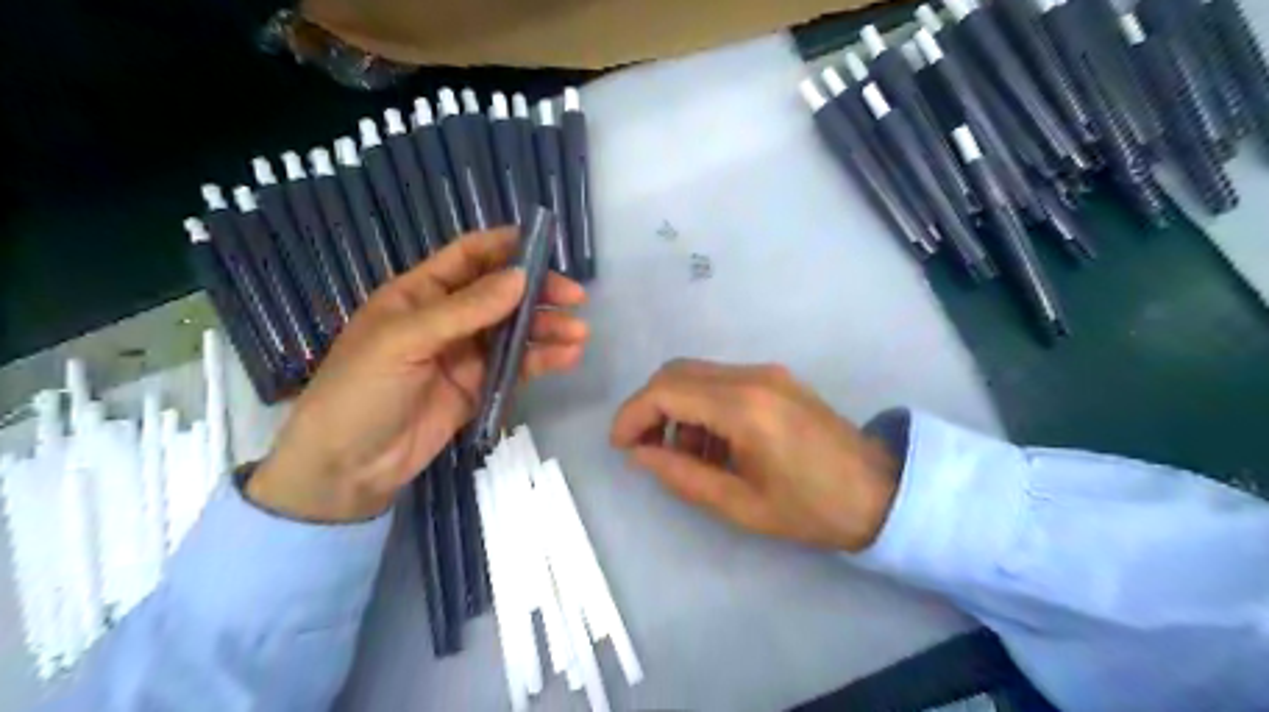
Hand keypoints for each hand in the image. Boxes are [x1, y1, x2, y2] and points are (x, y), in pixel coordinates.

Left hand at [250, 231, 589, 520]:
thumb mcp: (404, 341)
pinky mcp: (481, 387)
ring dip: (548, 328)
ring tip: (579, 333)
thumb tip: (521, 278)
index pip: (468, 258)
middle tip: (575, 298)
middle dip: (539, 292)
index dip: (505, 247)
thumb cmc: (360, 391)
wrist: (348, 467)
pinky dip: (543, 360)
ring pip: (515, 331)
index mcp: (419, 294)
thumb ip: (465, 310)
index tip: (546, 245)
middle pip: (501, 294)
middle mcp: (448, 318)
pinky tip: (568, 357)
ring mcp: (466, 355)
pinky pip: (517, 367)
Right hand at [611, 362, 894, 550]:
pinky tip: (714, 444)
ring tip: (687, 456)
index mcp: (744, 408)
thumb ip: (682, 475)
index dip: (632, 414)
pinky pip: (721, 381)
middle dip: (649, 407)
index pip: (666, 391)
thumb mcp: (740, 504)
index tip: (619, 446)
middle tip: (644, 449)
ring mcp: (767, 373)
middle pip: (676, 372)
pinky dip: (701, 406)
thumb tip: (640, 453)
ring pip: (697, 374)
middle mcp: (752, 376)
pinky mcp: (776, 378)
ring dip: (676, 408)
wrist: (880, 491)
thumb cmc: (811, 508)